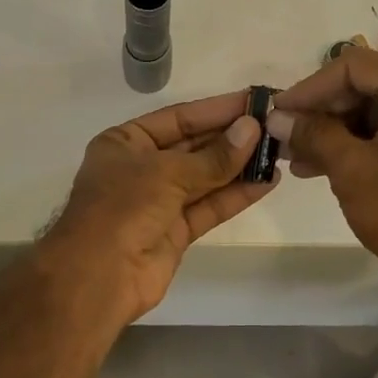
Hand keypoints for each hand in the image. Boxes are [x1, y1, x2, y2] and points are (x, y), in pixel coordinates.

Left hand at [39, 90, 276, 324]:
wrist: (99, 276)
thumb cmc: (123, 208)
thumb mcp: (167, 173)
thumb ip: (214, 156)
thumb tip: (252, 129)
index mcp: (125, 143)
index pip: (178, 118)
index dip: (216, 109)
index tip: (254, 101)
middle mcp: (141, 168)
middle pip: (193, 146)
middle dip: (231, 137)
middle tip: (274, 126)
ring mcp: (158, 201)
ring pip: (205, 178)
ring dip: (239, 166)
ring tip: (278, 152)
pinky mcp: (175, 231)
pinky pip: (209, 206)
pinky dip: (236, 195)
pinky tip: (267, 181)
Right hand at [268, 48, 377, 276]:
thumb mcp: (350, 168)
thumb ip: (312, 133)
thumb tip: (277, 117)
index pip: (355, 67)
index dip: (310, 87)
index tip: (280, 110)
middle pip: (370, 87)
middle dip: (324, 113)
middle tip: (287, 136)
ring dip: (339, 131)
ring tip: (300, 158)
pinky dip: (365, 142)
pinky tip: (328, 164)